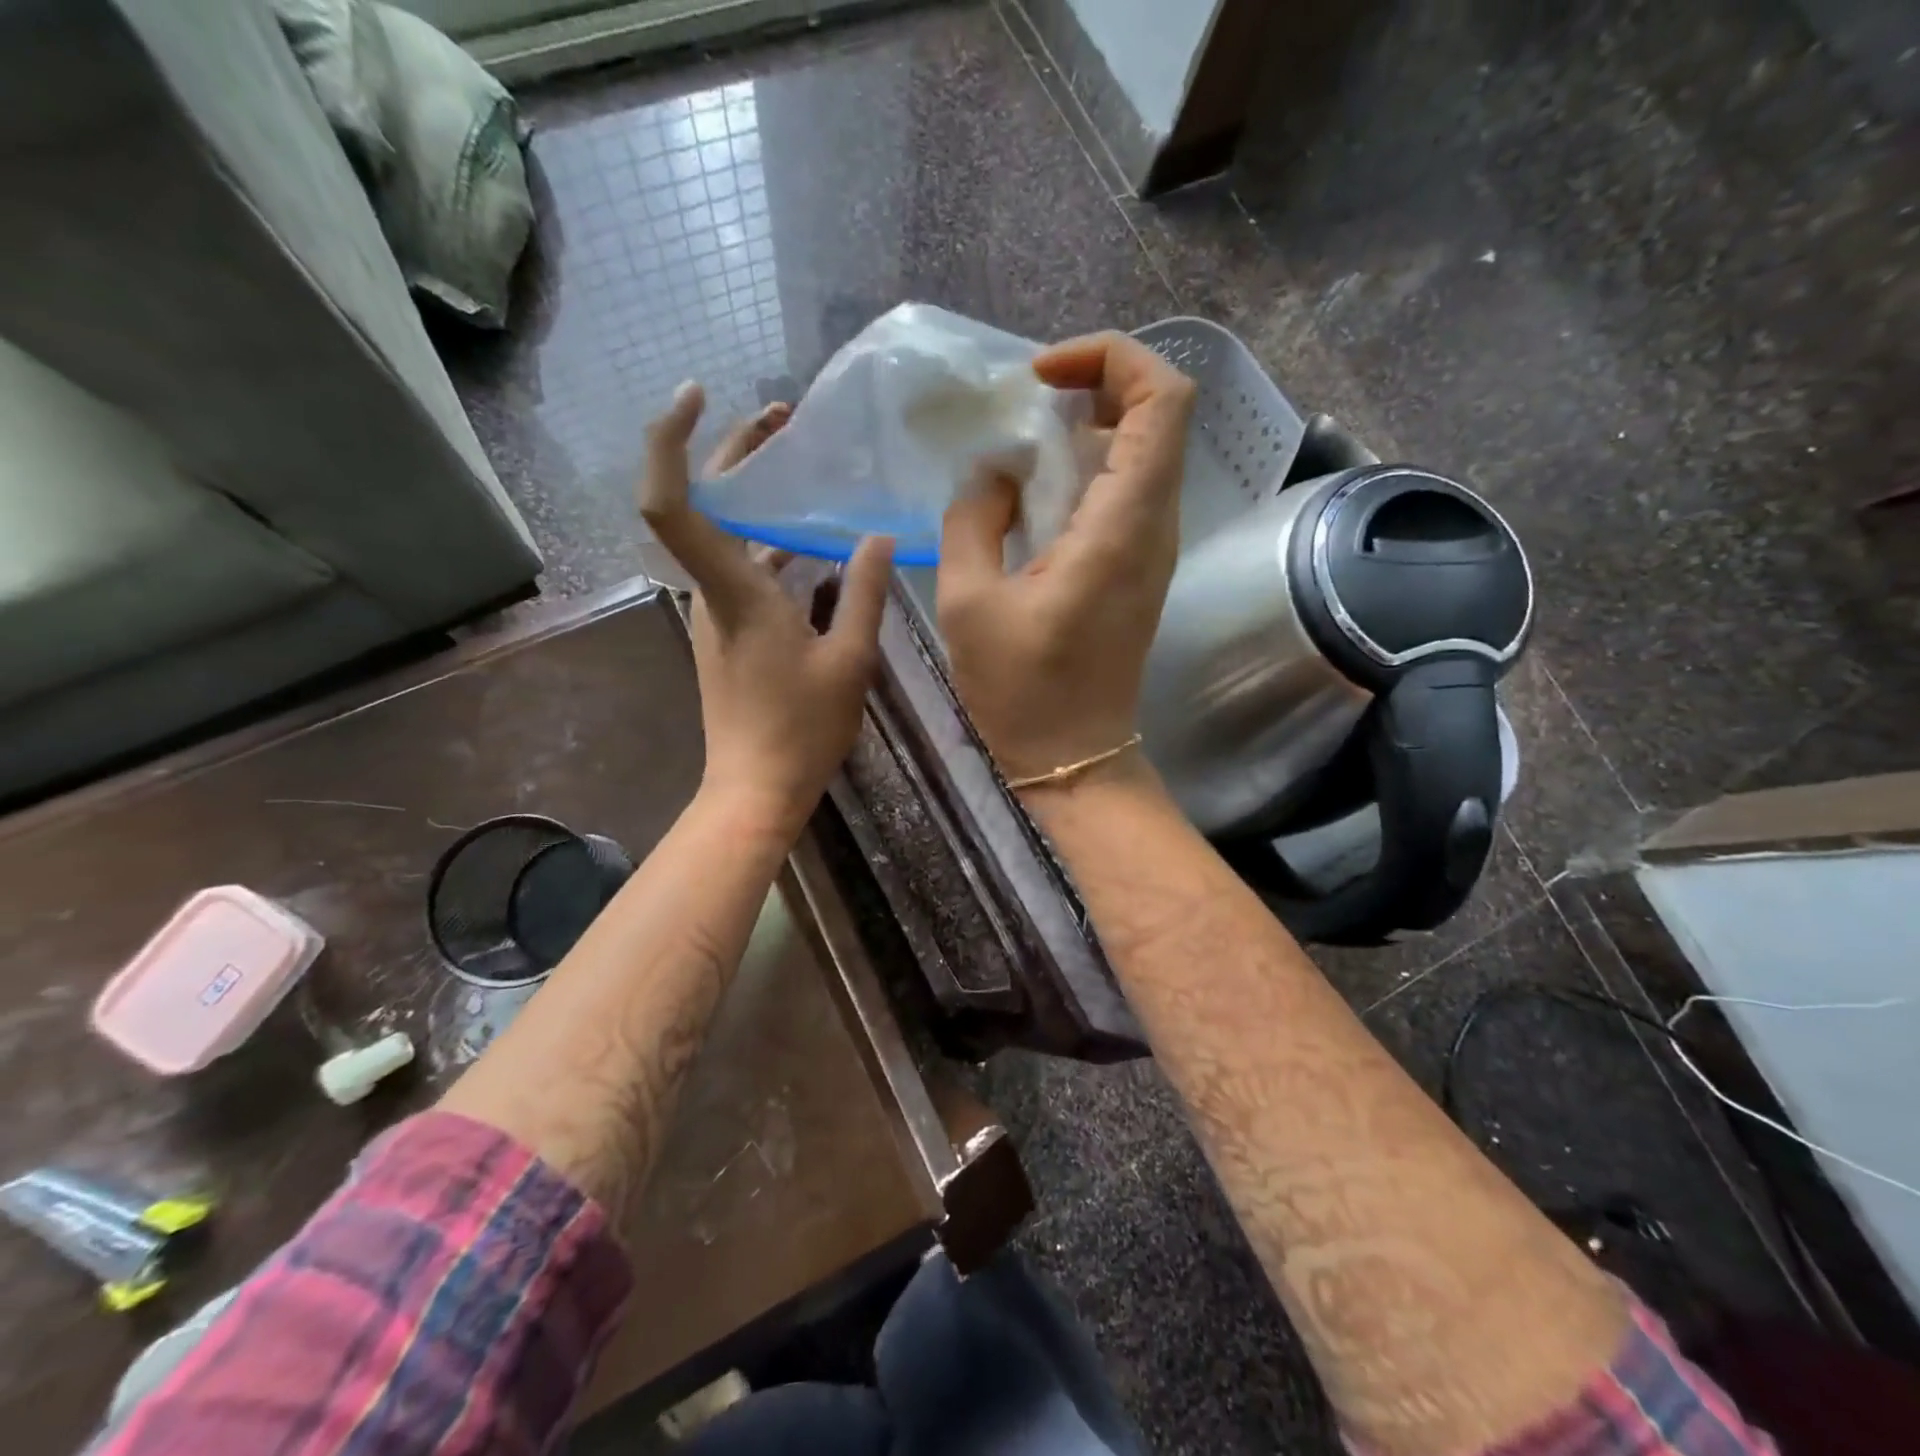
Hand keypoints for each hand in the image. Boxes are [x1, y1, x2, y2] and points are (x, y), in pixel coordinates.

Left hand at [640, 383, 893, 834]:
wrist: (756, 788)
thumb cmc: (802, 728)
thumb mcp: (851, 659)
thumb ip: (864, 592)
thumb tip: (877, 537)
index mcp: (736, 591)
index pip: (673, 503)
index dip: (671, 440)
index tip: (698, 393)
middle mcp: (712, 592)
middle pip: (701, 502)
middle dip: (734, 450)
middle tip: (782, 418)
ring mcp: (715, 613)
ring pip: (724, 535)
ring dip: (757, 497)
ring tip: (806, 468)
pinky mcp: (727, 632)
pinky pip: (741, 568)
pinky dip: (769, 541)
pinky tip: (814, 543)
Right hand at [937, 333, 1194, 786]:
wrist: (1074, 757)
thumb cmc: (1021, 691)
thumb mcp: (969, 603)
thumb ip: (973, 520)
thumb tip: (995, 473)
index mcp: (1121, 526)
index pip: (1164, 399)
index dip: (1112, 359)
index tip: (1044, 377)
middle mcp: (1154, 525)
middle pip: (1161, 413)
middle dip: (1099, 383)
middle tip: (1031, 401)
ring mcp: (1153, 547)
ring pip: (1148, 449)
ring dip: (1093, 425)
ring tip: (1026, 440)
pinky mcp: (1140, 567)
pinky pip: (1130, 489)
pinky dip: (1091, 466)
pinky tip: (1038, 489)